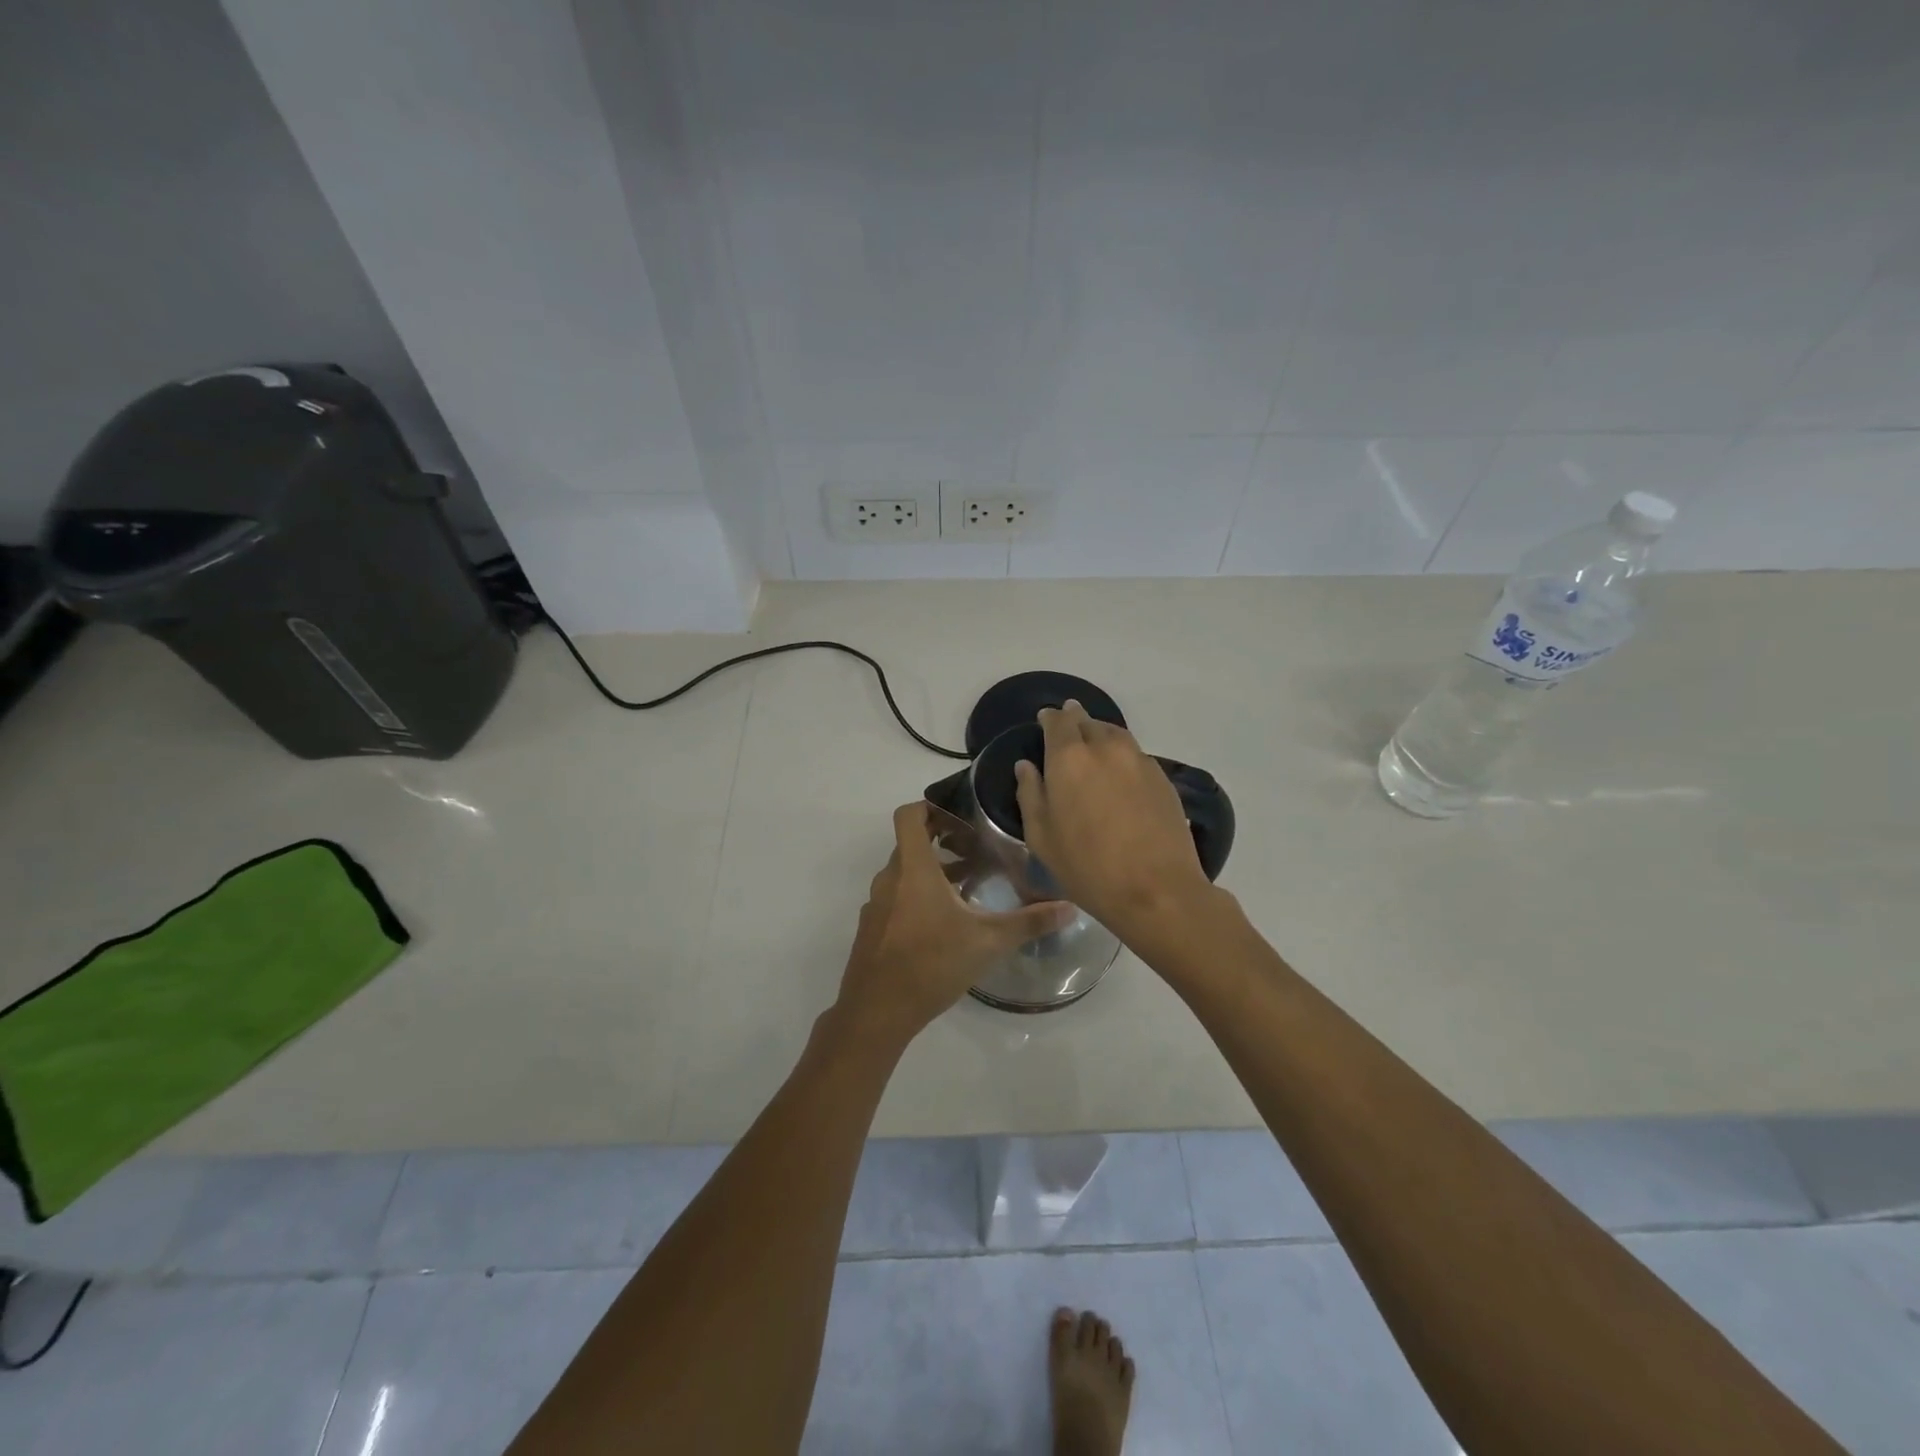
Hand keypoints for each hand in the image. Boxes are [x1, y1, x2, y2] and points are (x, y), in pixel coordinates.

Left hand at [834, 802, 1074, 1046]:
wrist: (877, 1012)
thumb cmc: (932, 964)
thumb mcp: (988, 941)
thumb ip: (1029, 922)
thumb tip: (1070, 908)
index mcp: (913, 869)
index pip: (909, 816)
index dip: (930, 807)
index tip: (958, 817)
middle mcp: (889, 879)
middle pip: (910, 845)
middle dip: (941, 843)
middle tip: (975, 851)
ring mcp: (876, 906)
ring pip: (903, 875)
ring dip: (930, 874)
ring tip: (966, 888)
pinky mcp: (872, 930)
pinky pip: (894, 900)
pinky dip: (916, 899)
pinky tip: (942, 926)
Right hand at [1014, 701, 1220, 946]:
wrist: (1156, 889)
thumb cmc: (1087, 867)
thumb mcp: (1042, 838)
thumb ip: (1030, 794)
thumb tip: (1026, 766)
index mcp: (1069, 758)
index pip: (1058, 722)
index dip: (1050, 718)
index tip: (1045, 719)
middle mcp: (1105, 748)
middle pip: (1088, 722)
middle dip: (1075, 721)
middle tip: (1068, 729)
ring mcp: (1139, 760)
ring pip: (1115, 734)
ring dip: (1101, 734)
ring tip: (1094, 746)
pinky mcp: (1163, 778)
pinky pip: (1136, 754)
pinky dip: (1122, 755)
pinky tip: (1119, 774)